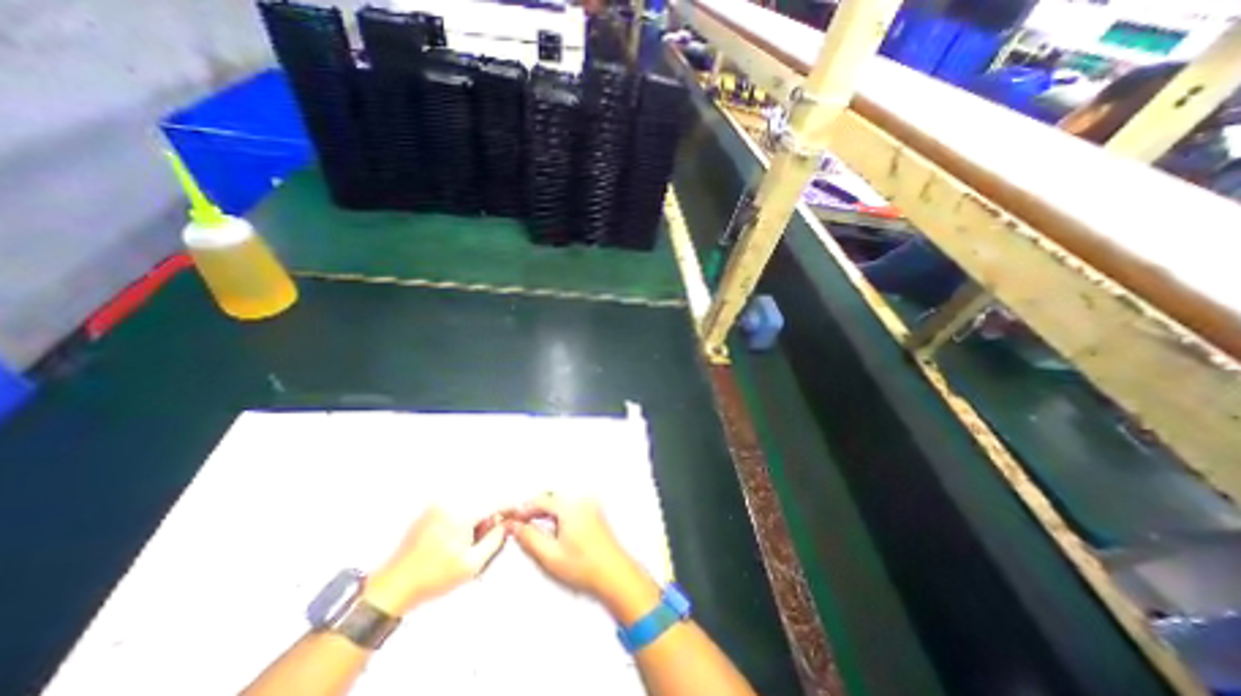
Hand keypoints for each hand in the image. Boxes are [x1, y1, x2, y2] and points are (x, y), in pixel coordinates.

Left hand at [364, 506, 504, 614]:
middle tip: (487, 532)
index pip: (494, 501)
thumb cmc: (433, 578)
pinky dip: (463, 515)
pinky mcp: (429, 510)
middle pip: (482, 498)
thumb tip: (507, 524)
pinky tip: (455, 536)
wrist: (393, 587)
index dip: (509, 506)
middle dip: (489, 513)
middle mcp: (449, 502)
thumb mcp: (472, 565)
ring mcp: (437, 504)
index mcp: (461, 514)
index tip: (517, 511)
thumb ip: (495, 540)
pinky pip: (455, 505)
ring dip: (476, 514)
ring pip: (469, 501)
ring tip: (468, 538)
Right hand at [503, 492, 664, 623]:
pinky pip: (571, 506)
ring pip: (561, 502)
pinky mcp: (595, 513)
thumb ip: (529, 538)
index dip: (524, 510)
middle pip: (552, 497)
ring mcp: (590, 505)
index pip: (541, 500)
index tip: (513, 520)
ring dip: (546, 511)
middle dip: (535, 509)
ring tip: (535, 530)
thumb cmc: (585, 567)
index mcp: (570, 507)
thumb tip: (514, 526)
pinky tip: (554, 531)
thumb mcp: (549, 555)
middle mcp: (581, 501)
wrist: (615, 575)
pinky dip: (559, 514)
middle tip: (521, 525)